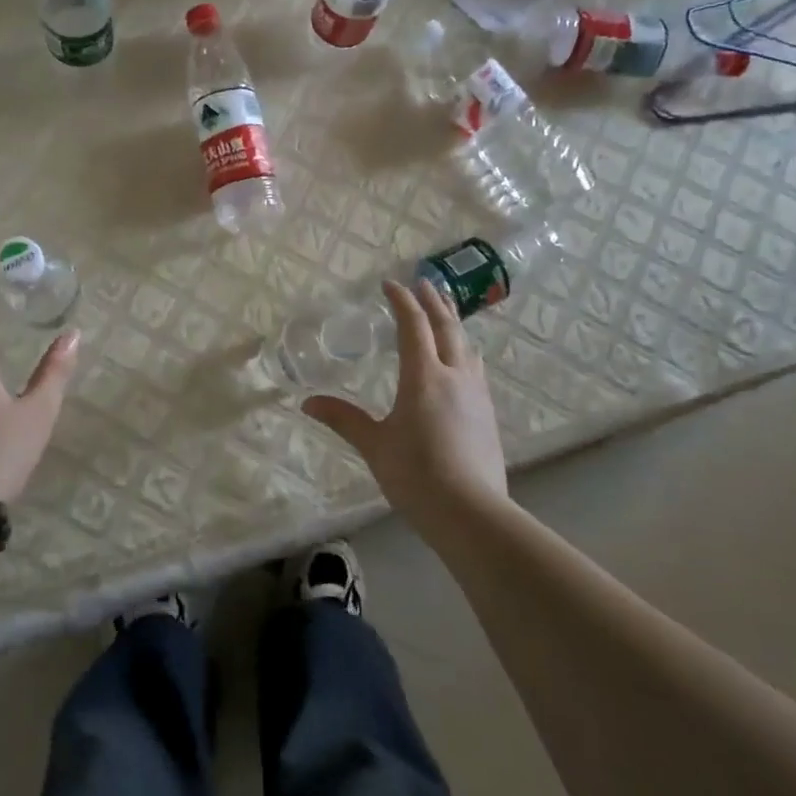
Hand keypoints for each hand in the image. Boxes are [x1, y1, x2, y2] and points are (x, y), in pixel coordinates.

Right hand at [303, 279, 508, 537]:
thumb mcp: (374, 444)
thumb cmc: (415, 474)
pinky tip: (462, 363)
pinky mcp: (488, 414)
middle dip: (434, 302)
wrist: (471, 512)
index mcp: (423, 376)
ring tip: (445, 314)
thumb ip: (343, 419)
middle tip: (424, 283)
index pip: (413, 325)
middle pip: (447, 327)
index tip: (390, 284)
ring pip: (467, 346)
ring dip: (454, 324)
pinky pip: (475, 369)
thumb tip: (308, 402)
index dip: (401, 301)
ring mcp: (476, 394)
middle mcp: (454, 375)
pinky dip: (464, 351)